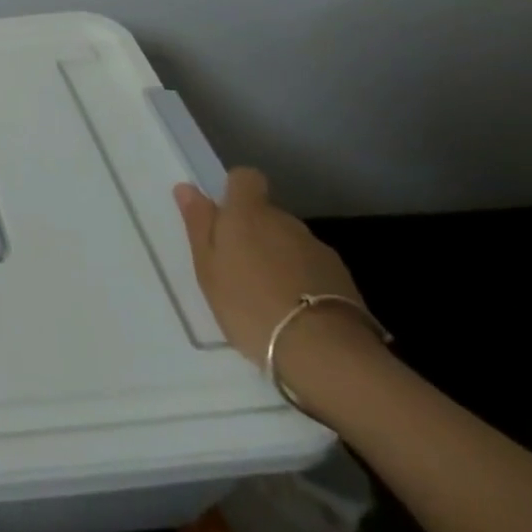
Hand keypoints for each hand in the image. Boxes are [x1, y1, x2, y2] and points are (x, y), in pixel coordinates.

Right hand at [173, 169, 378, 378]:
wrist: (324, 352)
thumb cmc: (248, 303)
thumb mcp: (207, 266)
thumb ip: (199, 224)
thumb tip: (187, 188)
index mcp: (248, 214)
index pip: (246, 178)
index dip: (235, 190)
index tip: (224, 216)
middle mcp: (286, 222)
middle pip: (267, 214)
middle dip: (253, 233)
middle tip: (237, 268)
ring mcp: (319, 250)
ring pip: (290, 243)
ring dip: (278, 258)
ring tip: (266, 295)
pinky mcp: (344, 280)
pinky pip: (312, 268)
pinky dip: (301, 280)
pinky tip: (294, 310)